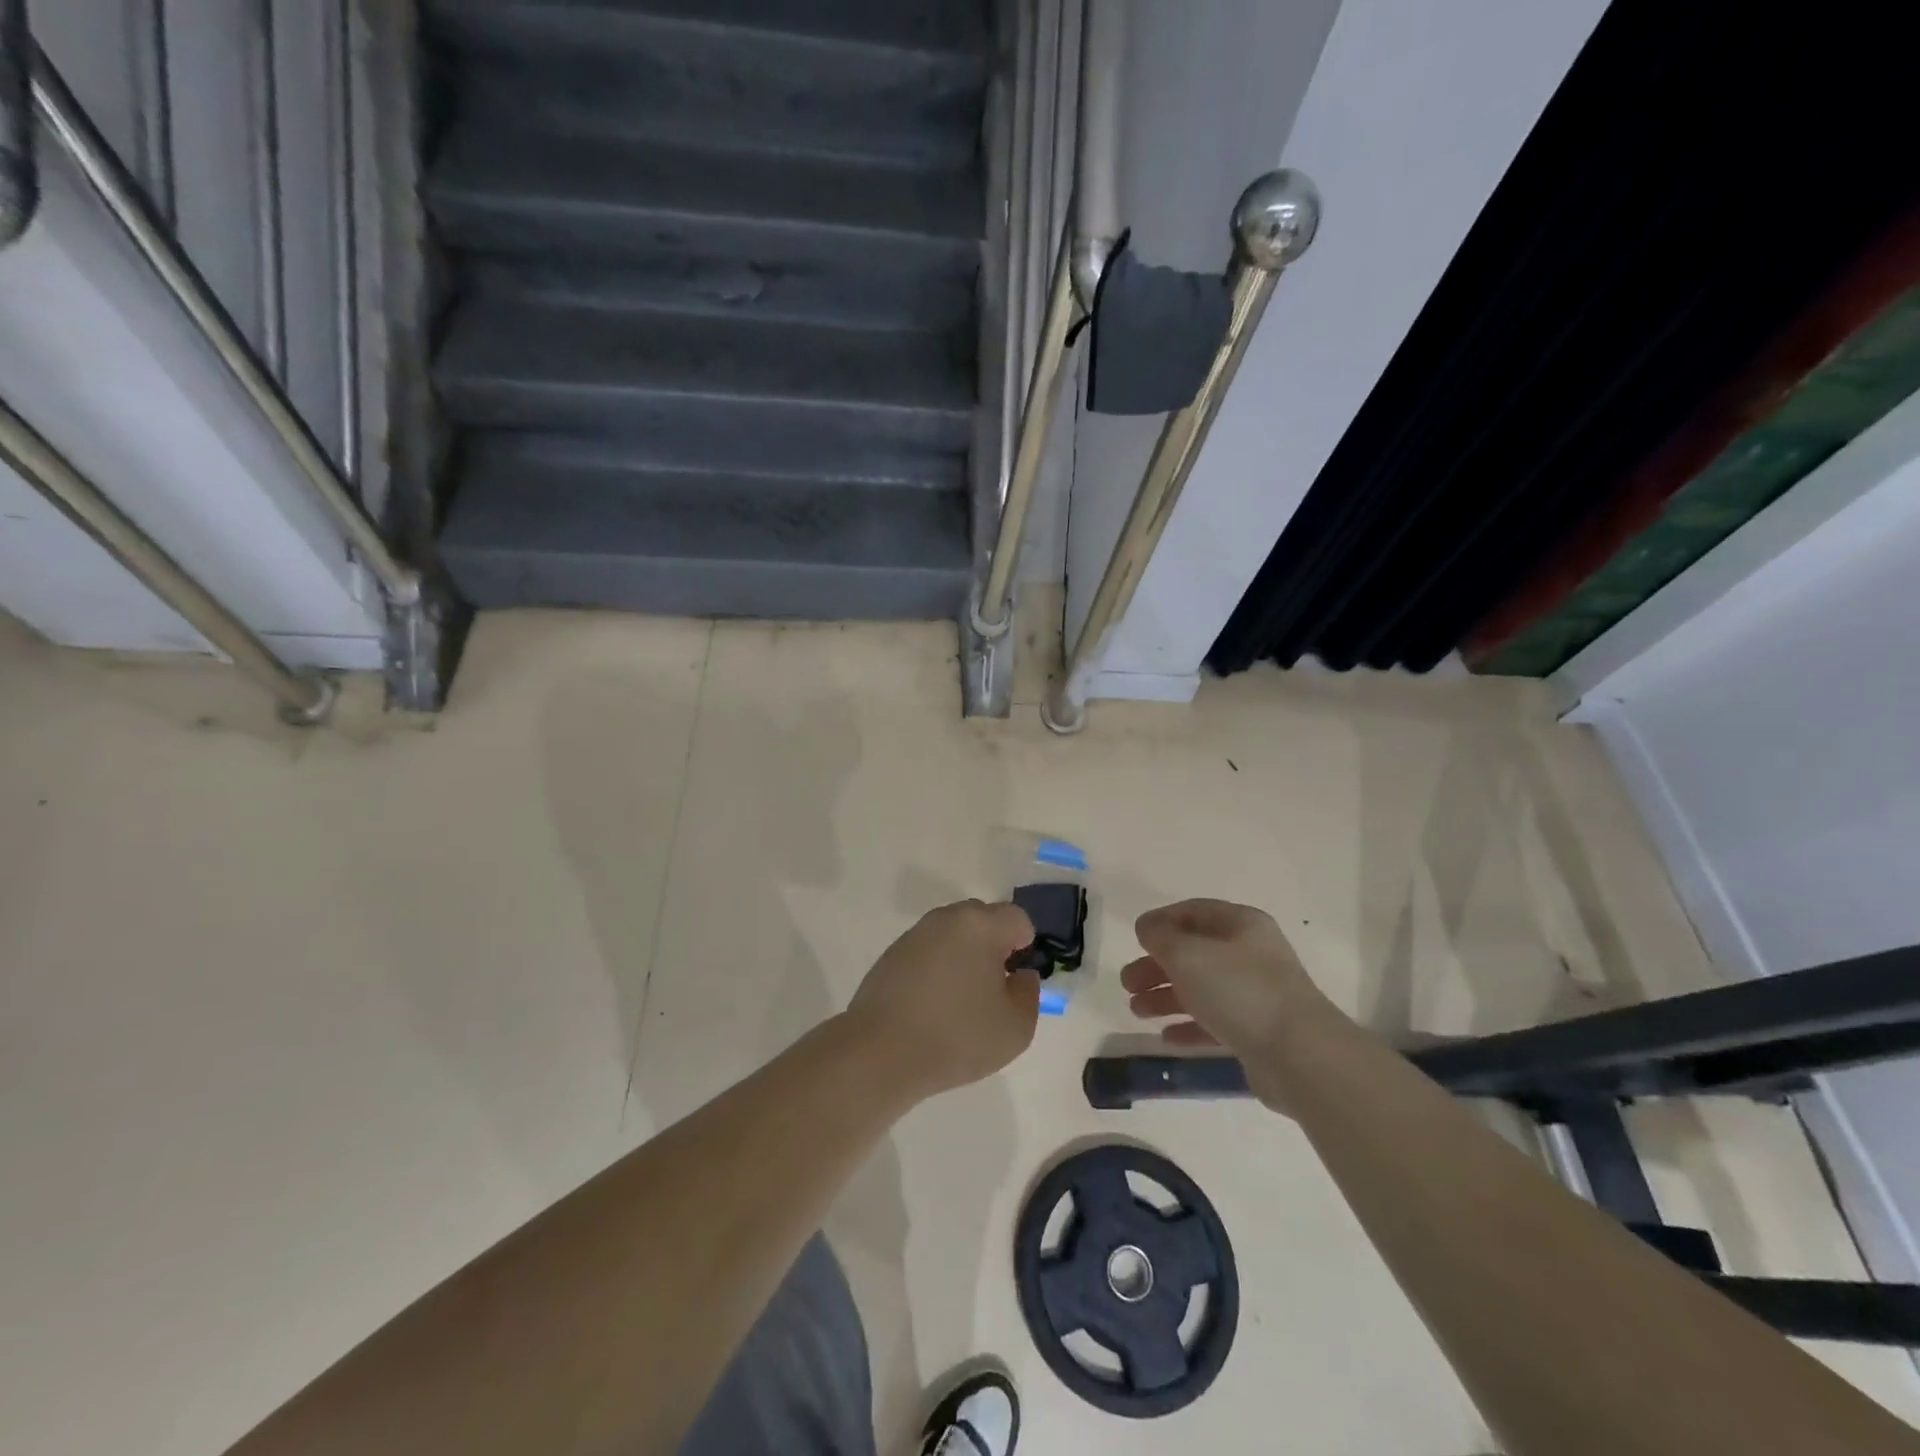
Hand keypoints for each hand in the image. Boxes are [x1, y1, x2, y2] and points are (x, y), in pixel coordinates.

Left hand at [844, 900, 1040, 1100]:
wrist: (881, 1053)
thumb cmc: (957, 1037)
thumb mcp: (1016, 1027)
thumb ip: (1028, 993)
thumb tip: (1019, 976)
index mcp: (980, 925)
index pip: (1017, 919)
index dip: (1024, 947)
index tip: (1014, 980)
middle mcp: (946, 918)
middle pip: (983, 919)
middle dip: (993, 946)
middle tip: (992, 988)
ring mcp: (915, 934)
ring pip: (953, 934)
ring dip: (963, 956)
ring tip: (960, 1000)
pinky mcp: (892, 954)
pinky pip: (928, 951)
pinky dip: (937, 968)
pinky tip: (932, 1005)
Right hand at [1123, 899, 1344, 1106]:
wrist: (1299, 1055)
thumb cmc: (1239, 991)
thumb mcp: (1187, 953)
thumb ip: (1160, 936)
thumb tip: (1147, 927)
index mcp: (1240, 924)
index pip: (1193, 912)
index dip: (1160, 922)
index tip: (1134, 939)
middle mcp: (1250, 954)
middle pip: (1193, 952)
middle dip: (1156, 965)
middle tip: (1127, 983)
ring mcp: (1256, 994)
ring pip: (1201, 988)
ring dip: (1165, 996)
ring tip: (1136, 1010)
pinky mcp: (1258, 1031)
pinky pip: (1215, 1022)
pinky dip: (1188, 1025)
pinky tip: (1166, 1036)